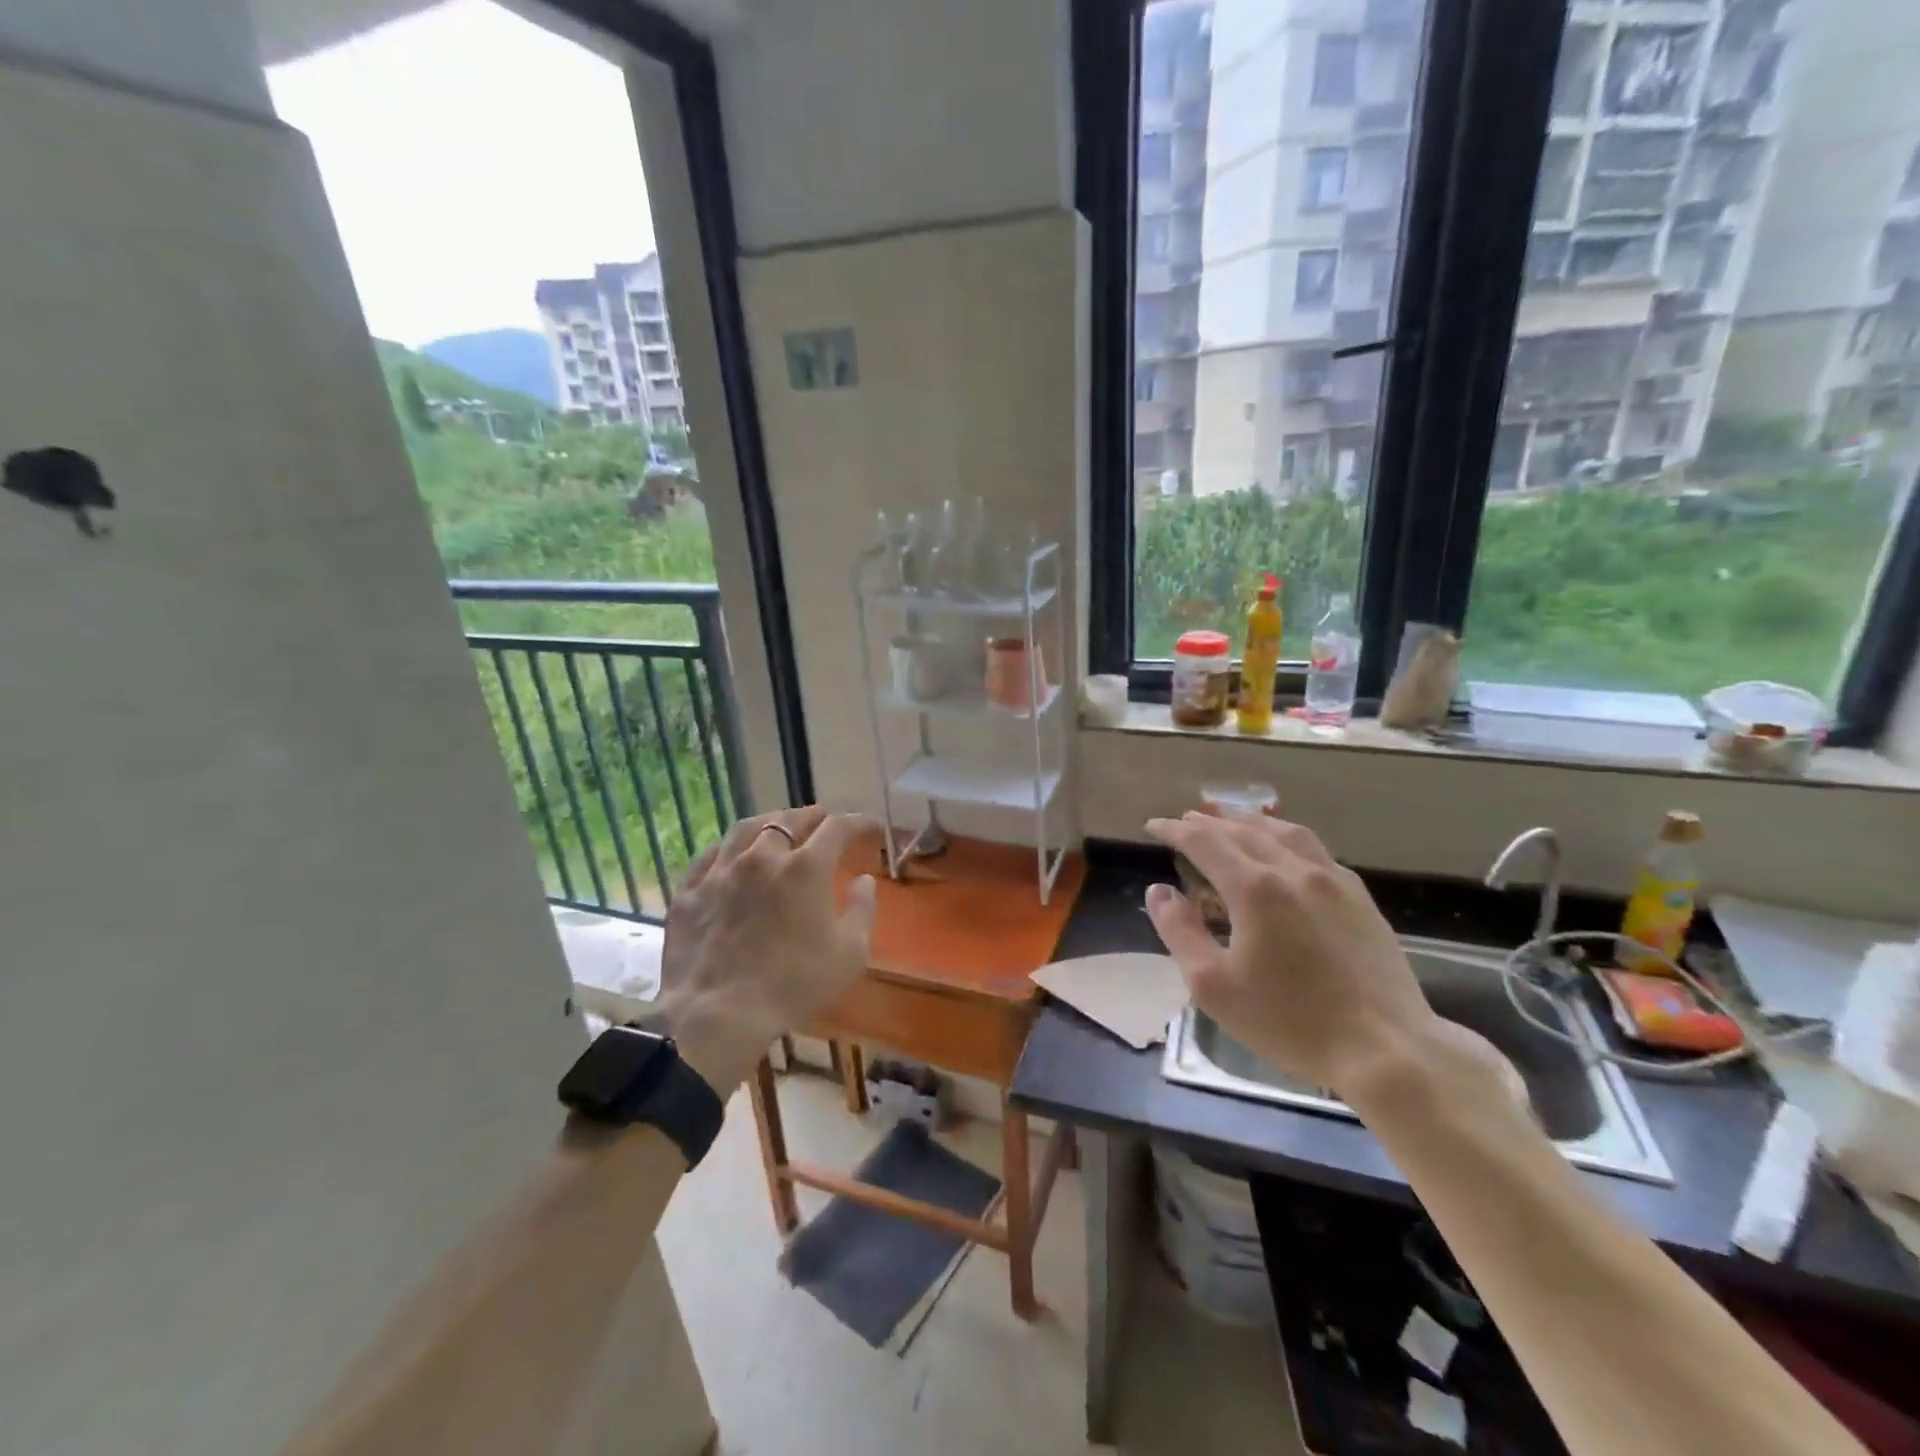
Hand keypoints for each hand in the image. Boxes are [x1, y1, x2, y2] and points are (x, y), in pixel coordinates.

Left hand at [650, 806, 875, 1095]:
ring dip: (770, 823)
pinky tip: (732, 855)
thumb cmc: (793, 985)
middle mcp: (763, 856)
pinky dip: (729, 848)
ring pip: (746, 828)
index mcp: (806, 867)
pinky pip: (711, 855)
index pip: (838, 828)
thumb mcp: (849, 954)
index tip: (872, 829)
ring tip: (779, 826)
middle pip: (790, 819)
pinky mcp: (690, 891)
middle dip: (814, 817)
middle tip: (826, 823)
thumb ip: (863, 910)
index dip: (860, 823)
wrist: (717, 1014)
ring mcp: (721, 870)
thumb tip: (864, 881)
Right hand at [1144, 811, 1438, 1095]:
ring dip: (1249, 822)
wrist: (1385, 1050)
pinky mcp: (1359, 897)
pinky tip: (1284, 849)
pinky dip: (1285, 837)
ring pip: (1284, 832)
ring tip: (1231, 821)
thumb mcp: (1213, 986)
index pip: (1204, 841)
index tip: (1154, 826)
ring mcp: (1333, 880)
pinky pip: (1314, 849)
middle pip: (1242, 830)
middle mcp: (1293, 870)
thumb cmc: (1289, 1021)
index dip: (1175, 829)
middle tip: (1185, 821)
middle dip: (1208, 822)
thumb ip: (1180, 932)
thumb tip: (1160, 892)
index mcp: (1254, 889)